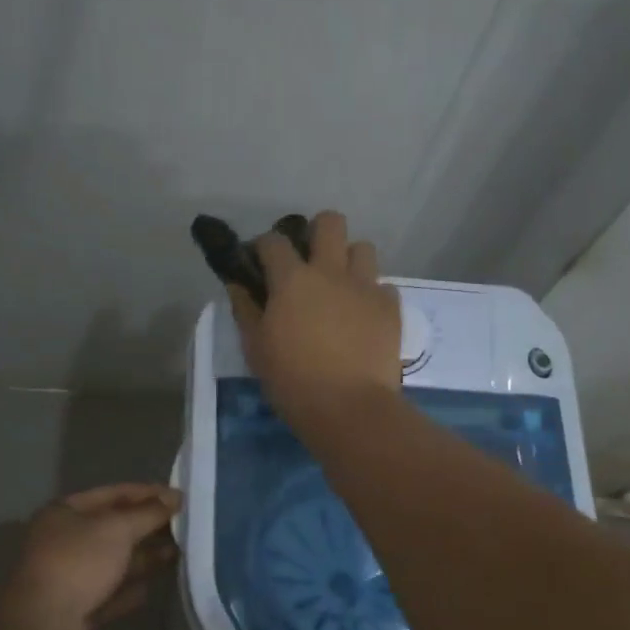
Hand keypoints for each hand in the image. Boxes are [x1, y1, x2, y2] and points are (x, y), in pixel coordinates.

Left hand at [0, 483, 180, 629]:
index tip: (180, 497)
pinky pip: (109, 592)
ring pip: (114, 561)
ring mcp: (68, 575)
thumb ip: (148, 513)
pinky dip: (129, 589)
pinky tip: (151, 589)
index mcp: (65, 511)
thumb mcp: (117, 529)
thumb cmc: (78, 562)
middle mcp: (64, 539)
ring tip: (178, 554)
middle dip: (148, 527)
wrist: (42, 625)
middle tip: (184, 527)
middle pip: (114, 528)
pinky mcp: (75, 607)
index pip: (113, 493)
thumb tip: (174, 499)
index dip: (148, 493)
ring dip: (144, 558)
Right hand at [229, 210, 400, 429]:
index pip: (274, 241)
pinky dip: (371, 294)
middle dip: (317, 232)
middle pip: (330, 222)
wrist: (349, 407)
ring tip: (340, 286)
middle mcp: (331, 271)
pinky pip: (382, 285)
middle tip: (309, 261)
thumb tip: (238, 284)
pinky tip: (362, 316)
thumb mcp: (256, 348)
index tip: (261, 263)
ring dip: (349, 260)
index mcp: (292, 279)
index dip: (264, 247)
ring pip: (362, 248)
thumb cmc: (292, 380)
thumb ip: (246, 310)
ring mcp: (366, 286)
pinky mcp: (391, 307)